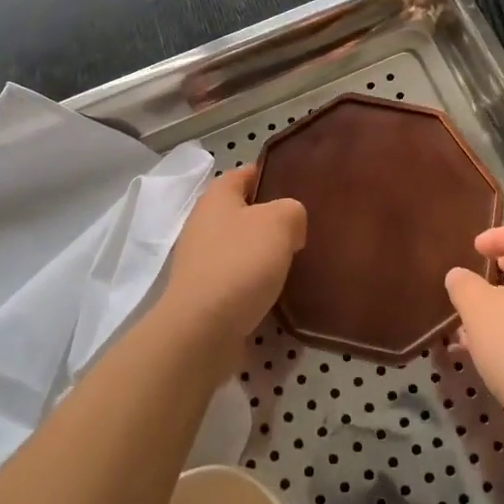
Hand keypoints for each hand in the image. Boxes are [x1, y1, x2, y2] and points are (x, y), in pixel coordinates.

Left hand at [160, 167, 305, 350]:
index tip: (299, 186)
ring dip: (263, 254)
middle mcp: (203, 223)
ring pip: (240, 247)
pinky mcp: (203, 294)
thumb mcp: (280, 222)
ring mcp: (200, 260)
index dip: (270, 175)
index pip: (245, 173)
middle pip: (243, 211)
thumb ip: (293, 211)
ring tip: (295, 262)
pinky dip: (254, 283)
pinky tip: (276, 293)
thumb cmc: (240, 263)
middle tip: (303, 229)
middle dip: (270, 219)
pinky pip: (236, 278)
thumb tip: (290, 227)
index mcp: (217, 197)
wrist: (202, 330)